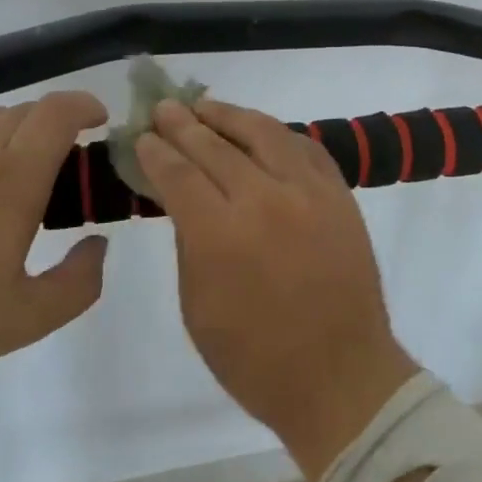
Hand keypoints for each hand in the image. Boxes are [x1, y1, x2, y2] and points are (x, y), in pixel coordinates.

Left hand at [0, 93, 109, 372]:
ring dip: (2, 138)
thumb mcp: (22, 319)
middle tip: (46, 167)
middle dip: (47, 129)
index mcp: (14, 177)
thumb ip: (78, 283)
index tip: (95, 122)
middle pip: (25, 112)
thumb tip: (98, 245)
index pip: (60, 111)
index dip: (85, 106)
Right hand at [135, 98, 417, 479]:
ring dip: (230, 116)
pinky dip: (277, 134)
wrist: (340, 375)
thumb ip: (189, 241)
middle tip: (164, 107)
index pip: (179, 174)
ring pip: (264, 133)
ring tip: (206, 106)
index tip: (142, 135)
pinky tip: (260, 130)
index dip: (157, 151)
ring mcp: (308, 191)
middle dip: (185, 124)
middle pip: (216, 146)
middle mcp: (265, 199)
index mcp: (221, 234)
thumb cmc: (255, 358)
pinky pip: (304, 148)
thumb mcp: (198, 308)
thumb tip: (182, 196)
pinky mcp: (339, 194)